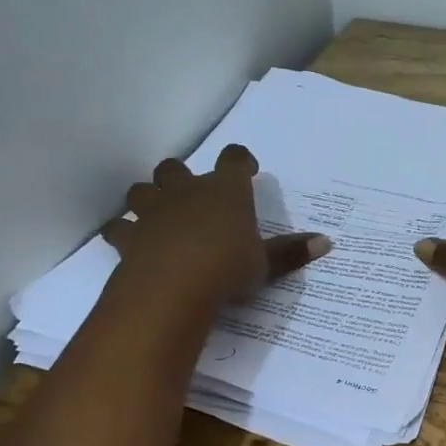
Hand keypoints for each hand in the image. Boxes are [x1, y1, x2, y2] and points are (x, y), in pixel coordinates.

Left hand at [101, 145, 330, 306]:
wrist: (174, 287)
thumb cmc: (228, 267)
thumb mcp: (265, 264)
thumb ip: (290, 252)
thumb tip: (326, 242)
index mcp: (226, 191)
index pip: (234, 158)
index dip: (240, 161)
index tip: (247, 171)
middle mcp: (187, 191)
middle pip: (176, 167)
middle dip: (181, 177)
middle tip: (193, 196)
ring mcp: (153, 211)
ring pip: (142, 190)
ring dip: (149, 198)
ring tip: (158, 215)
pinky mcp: (129, 236)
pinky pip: (119, 227)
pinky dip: (124, 232)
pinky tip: (130, 242)